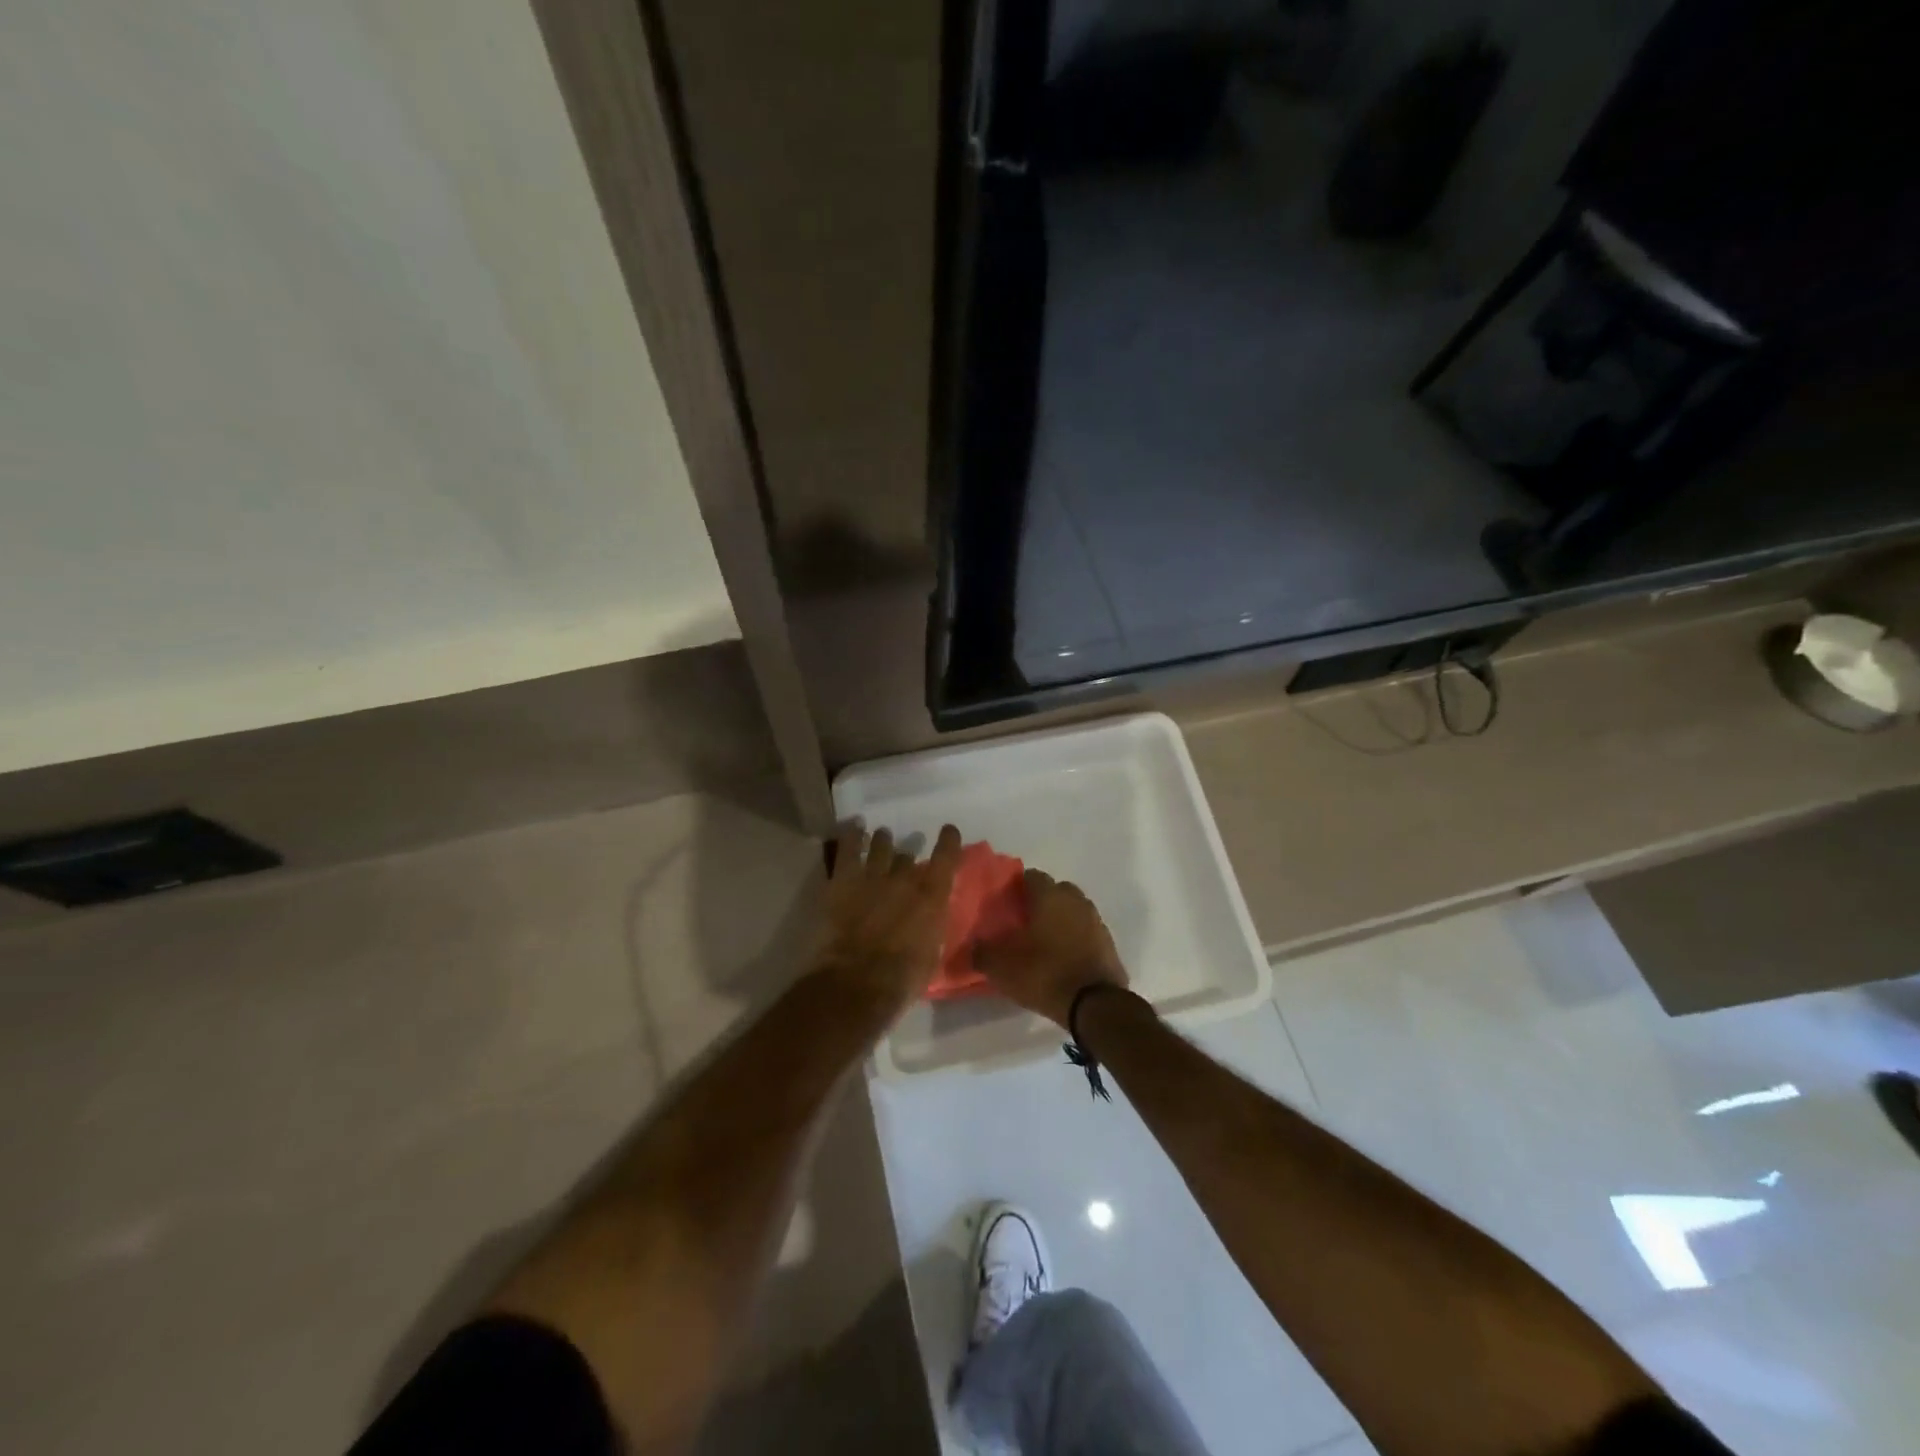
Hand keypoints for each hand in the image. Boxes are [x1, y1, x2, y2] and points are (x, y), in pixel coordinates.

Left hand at [813, 822, 962, 1016]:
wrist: (858, 982)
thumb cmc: (901, 980)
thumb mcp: (931, 955)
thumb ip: (932, 929)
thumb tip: (930, 920)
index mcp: (932, 898)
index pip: (946, 858)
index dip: (948, 842)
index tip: (948, 831)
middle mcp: (906, 879)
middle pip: (907, 857)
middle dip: (907, 857)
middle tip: (904, 858)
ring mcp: (873, 875)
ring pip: (880, 846)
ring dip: (882, 842)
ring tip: (881, 837)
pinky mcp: (844, 880)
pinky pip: (849, 848)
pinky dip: (853, 835)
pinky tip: (855, 826)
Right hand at [975, 869, 1127, 1028]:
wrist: (1094, 1004)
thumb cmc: (1044, 974)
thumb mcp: (1001, 967)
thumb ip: (981, 952)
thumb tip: (970, 947)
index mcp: (1050, 896)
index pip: (1032, 876)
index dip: (1017, 887)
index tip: (1006, 905)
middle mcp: (1075, 900)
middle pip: (1056, 890)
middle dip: (1042, 901)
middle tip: (1024, 923)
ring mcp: (1096, 921)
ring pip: (1074, 910)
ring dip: (1061, 920)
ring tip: (1044, 942)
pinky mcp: (1108, 944)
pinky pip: (1087, 932)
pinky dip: (1076, 939)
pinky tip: (1064, 958)